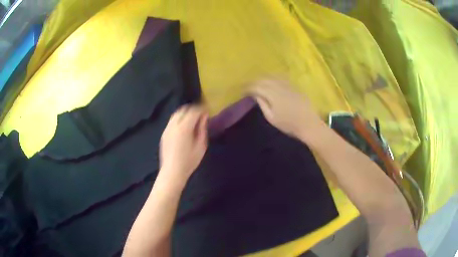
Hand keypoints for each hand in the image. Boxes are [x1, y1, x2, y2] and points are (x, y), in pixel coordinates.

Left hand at [159, 105, 208, 182]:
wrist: (172, 172)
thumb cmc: (189, 161)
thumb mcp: (201, 146)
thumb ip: (202, 129)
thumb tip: (204, 117)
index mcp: (184, 127)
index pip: (193, 111)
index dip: (201, 109)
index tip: (208, 111)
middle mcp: (174, 125)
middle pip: (183, 110)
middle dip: (193, 109)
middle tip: (201, 114)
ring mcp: (167, 129)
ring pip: (176, 114)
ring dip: (185, 113)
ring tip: (193, 119)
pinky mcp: (164, 134)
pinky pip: (172, 121)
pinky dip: (179, 119)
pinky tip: (184, 127)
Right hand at [248, 79, 323, 139]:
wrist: (309, 124)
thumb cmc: (289, 124)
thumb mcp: (272, 118)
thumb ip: (263, 104)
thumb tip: (255, 94)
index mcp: (273, 94)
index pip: (257, 86)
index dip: (248, 87)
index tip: (243, 91)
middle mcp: (279, 86)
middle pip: (264, 79)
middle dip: (255, 81)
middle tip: (249, 86)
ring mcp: (288, 85)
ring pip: (272, 76)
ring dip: (263, 78)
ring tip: (258, 83)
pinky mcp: (294, 86)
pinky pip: (281, 77)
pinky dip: (273, 77)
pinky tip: (272, 81)